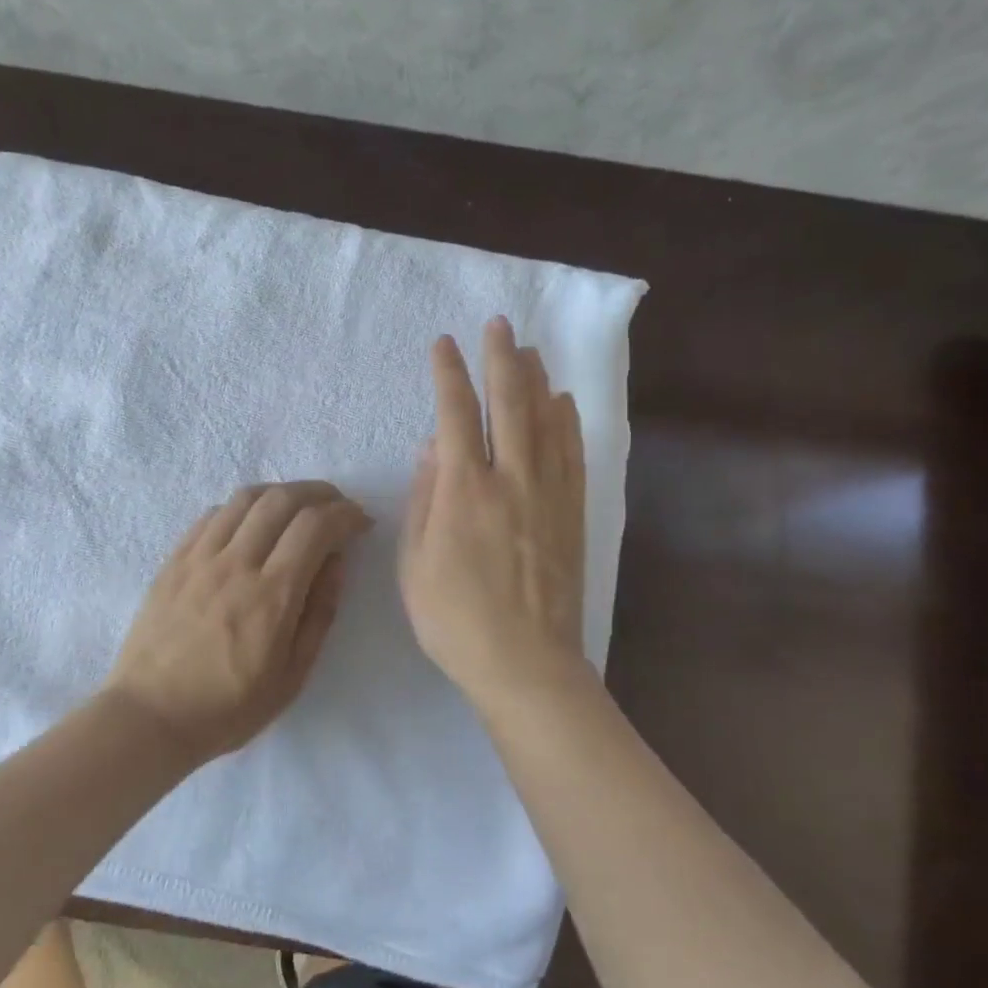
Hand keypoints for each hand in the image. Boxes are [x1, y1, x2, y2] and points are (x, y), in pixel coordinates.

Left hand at [105, 481, 370, 760]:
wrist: (150, 718)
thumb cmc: (229, 707)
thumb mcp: (293, 676)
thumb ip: (320, 613)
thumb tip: (336, 561)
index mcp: (271, 596)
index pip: (315, 526)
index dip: (345, 514)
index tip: (360, 522)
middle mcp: (236, 564)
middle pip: (283, 499)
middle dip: (320, 493)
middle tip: (336, 507)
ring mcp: (200, 558)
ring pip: (246, 498)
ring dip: (281, 493)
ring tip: (297, 508)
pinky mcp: (174, 560)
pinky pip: (213, 514)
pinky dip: (243, 507)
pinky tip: (252, 523)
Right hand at [399, 317, 592, 715]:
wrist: (526, 663)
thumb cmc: (455, 619)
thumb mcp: (415, 564)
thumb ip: (423, 499)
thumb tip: (432, 448)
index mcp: (463, 491)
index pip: (455, 414)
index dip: (449, 374)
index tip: (444, 345)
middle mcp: (510, 479)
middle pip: (508, 403)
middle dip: (501, 358)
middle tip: (499, 324)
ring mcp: (548, 494)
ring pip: (546, 421)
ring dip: (536, 379)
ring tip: (530, 349)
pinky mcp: (573, 513)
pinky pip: (572, 454)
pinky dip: (567, 422)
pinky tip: (564, 402)